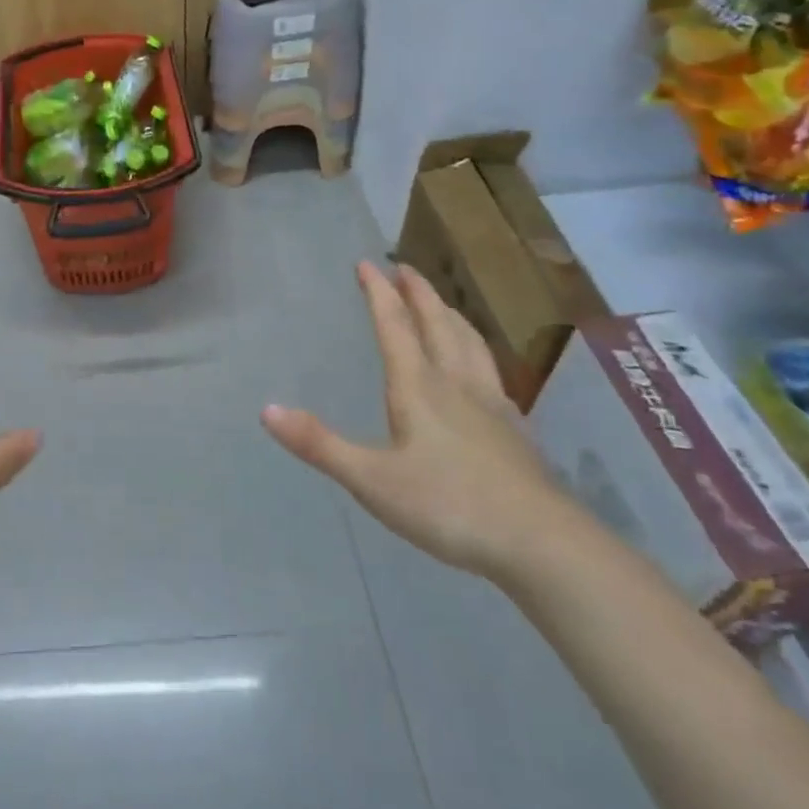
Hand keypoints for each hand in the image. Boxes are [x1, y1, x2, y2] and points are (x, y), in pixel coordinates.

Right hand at [261, 260, 574, 580]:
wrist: (542, 544)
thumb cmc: (448, 505)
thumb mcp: (371, 479)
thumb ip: (319, 444)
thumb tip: (266, 410)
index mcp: (418, 387)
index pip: (394, 326)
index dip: (378, 293)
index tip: (366, 264)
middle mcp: (455, 384)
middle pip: (437, 325)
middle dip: (418, 294)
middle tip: (404, 268)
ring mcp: (491, 405)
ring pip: (469, 343)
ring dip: (450, 315)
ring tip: (441, 304)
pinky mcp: (515, 430)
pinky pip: (491, 371)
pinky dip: (477, 351)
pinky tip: (481, 368)